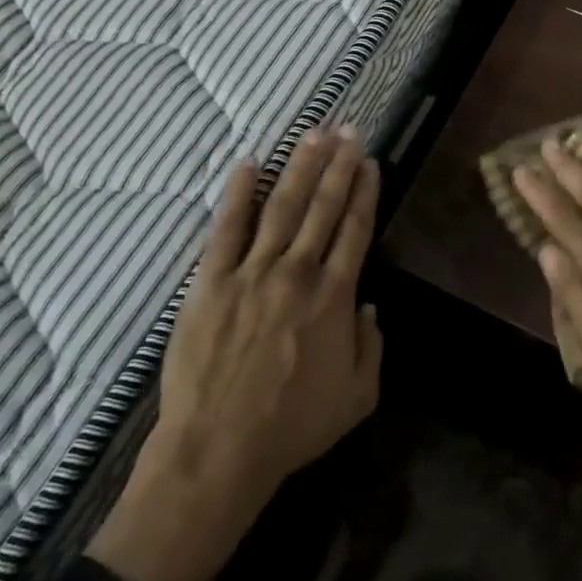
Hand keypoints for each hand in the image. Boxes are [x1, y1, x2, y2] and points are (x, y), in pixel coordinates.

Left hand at [88, 126, 383, 580]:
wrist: (219, 449)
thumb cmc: (293, 427)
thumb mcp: (357, 396)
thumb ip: (371, 346)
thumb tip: (367, 306)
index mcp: (334, 297)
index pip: (355, 230)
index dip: (365, 193)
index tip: (371, 163)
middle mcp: (297, 273)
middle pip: (323, 207)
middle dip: (339, 166)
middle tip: (349, 131)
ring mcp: (251, 273)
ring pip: (281, 207)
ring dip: (300, 168)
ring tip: (315, 134)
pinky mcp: (210, 282)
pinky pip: (226, 229)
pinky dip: (237, 194)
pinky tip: (247, 163)